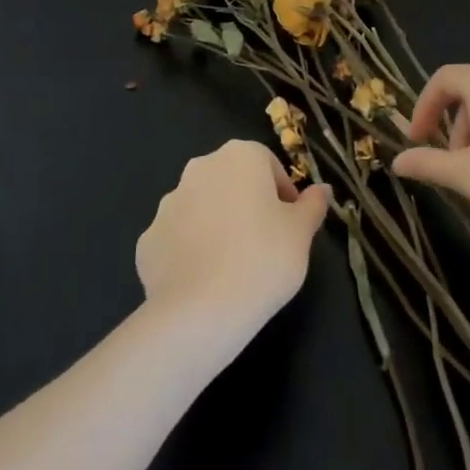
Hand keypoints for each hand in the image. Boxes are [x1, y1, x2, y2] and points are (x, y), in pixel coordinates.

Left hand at [136, 139, 331, 333]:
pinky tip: (204, 281)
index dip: (283, 194)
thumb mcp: (301, 234)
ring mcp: (168, 203)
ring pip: (202, 207)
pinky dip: (190, 251)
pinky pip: (177, 238)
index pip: (268, 165)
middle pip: (232, 181)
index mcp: (240, 156)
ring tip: (233, 266)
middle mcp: (200, 168)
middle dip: (248, 205)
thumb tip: (322, 190)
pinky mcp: (148, 239)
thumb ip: (313, 206)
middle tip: (264, 244)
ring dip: (217, 225)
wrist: (200, 313)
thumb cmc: (263, 260)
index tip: (290, 226)